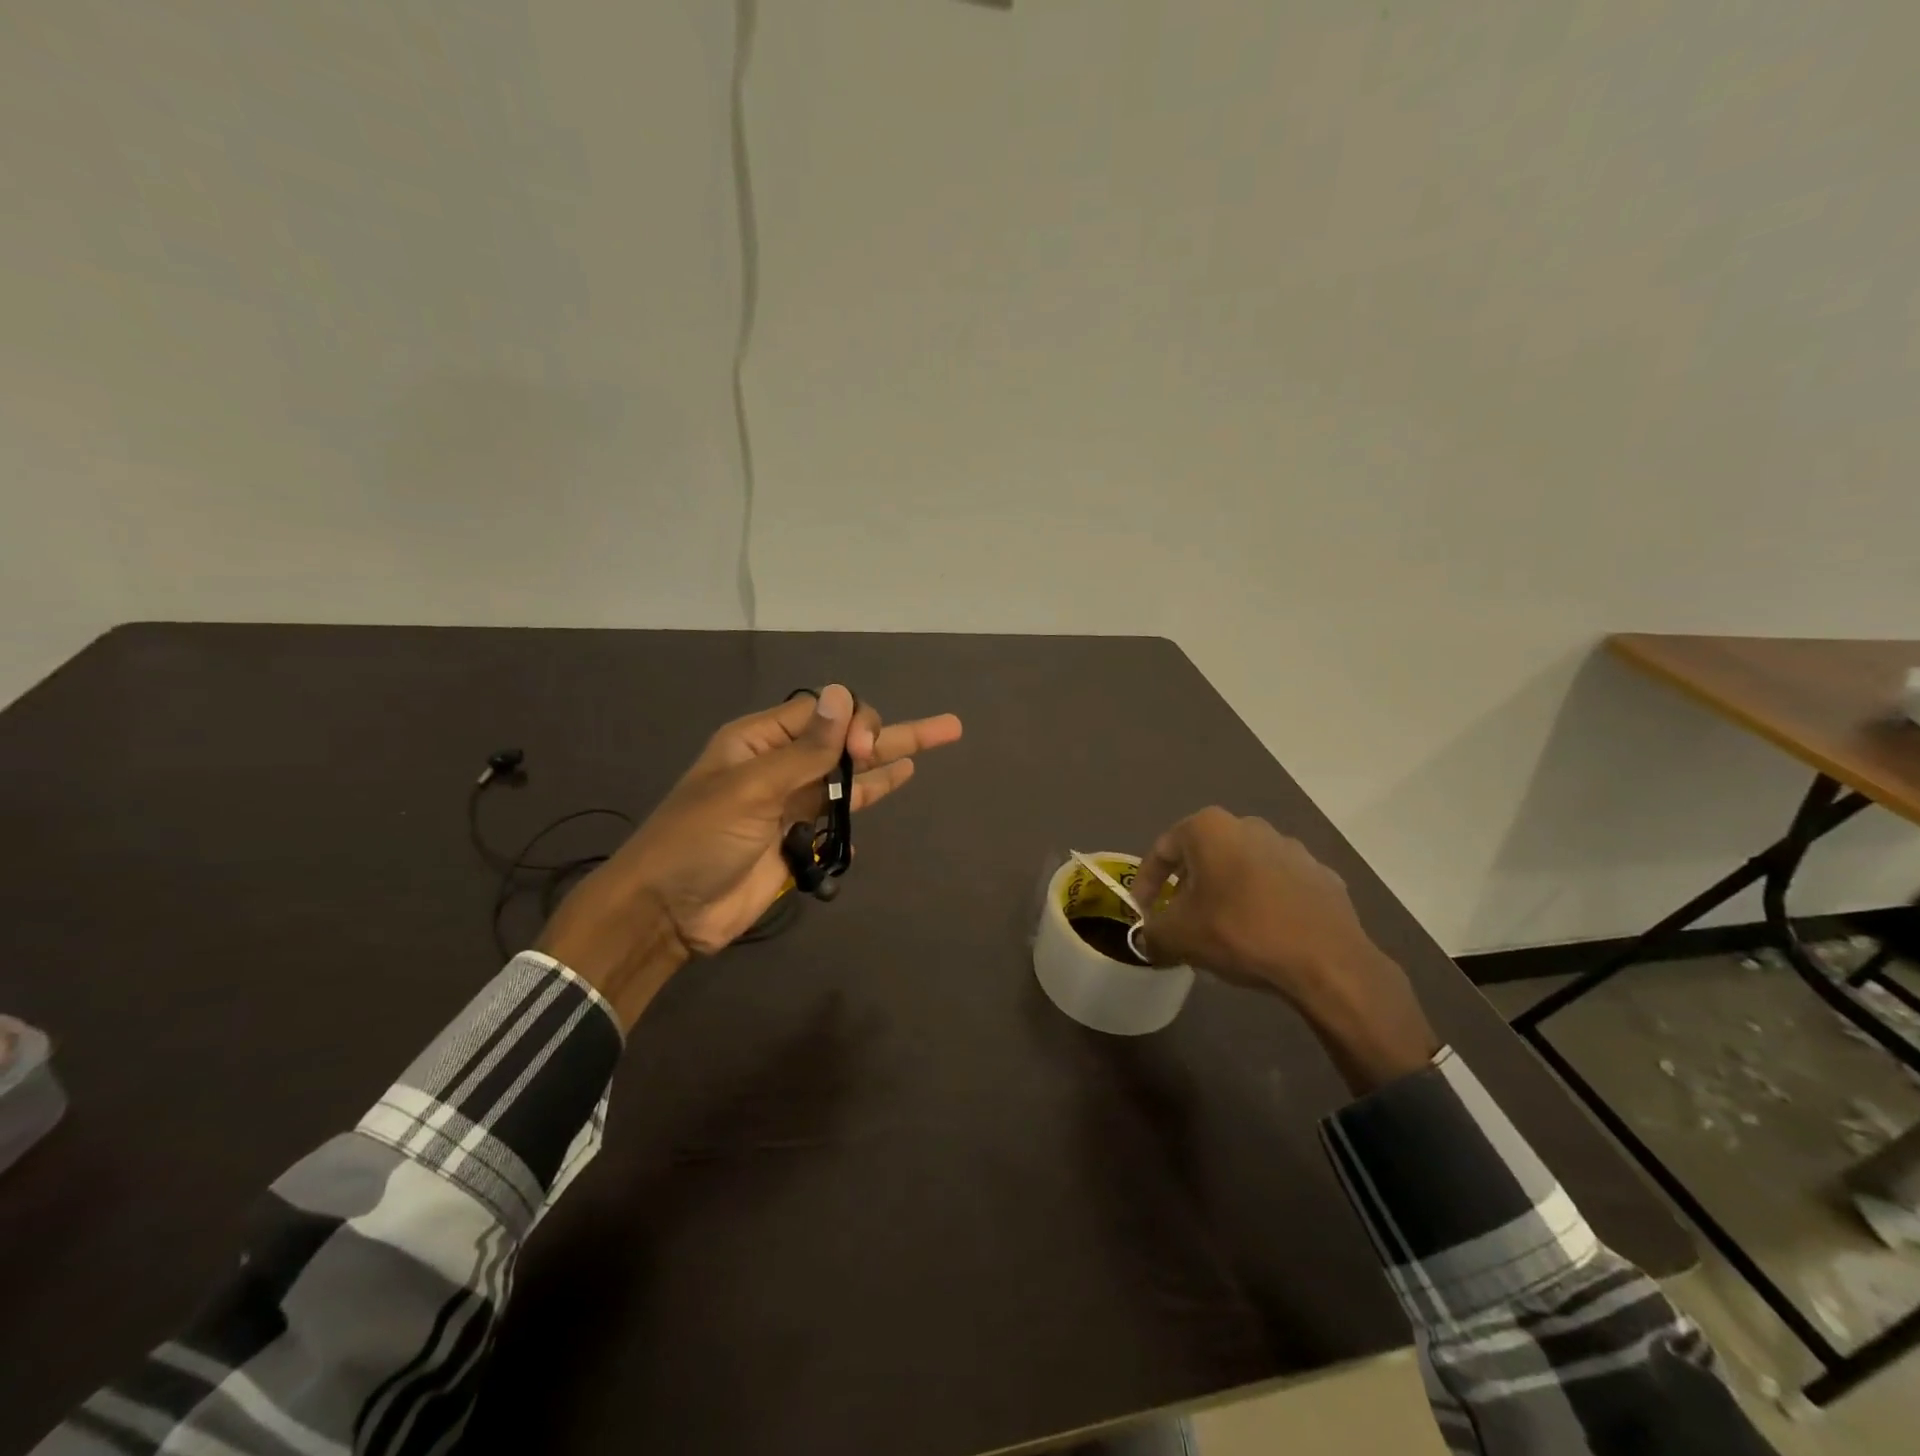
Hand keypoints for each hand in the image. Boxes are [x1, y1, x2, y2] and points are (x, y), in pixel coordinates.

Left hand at [538, 685, 962, 1027]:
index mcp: (760, 740)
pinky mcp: (802, 836)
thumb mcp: (750, 788)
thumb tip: (842, 696)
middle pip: (845, 739)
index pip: (822, 711)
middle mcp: (782, 764)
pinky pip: (845, 809)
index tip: (865, 749)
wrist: (669, 911)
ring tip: (941, 738)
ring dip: (891, 758)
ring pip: (852, 772)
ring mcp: (794, 801)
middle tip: (946, 730)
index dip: (854, 720)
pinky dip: (871, 797)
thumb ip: (804, 750)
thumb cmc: (698, 839)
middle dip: (890, 731)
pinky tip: (900, 780)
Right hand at [1133, 809, 1438, 1093]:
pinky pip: (1278, 887)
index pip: (1162, 849)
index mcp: (1210, 829)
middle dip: (1187, 887)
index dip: (1145, 883)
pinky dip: (1263, 904)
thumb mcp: (1178, 938)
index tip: (1142, 912)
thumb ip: (1152, 933)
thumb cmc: (1240, 933)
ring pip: (1243, 869)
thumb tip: (1148, 939)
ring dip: (1226, 894)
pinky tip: (1263, 936)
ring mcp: (1291, 848)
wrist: (1327, 962)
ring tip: (1221, 931)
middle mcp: (1250, 826)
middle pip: (1204, 855)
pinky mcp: (1321, 876)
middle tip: (1180, 920)